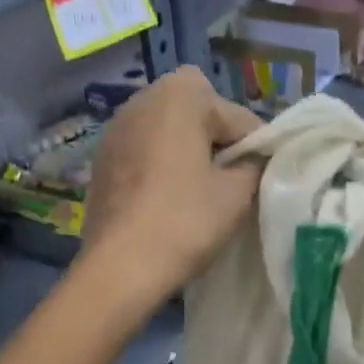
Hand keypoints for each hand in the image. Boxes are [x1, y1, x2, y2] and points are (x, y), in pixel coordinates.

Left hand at [82, 67, 263, 305]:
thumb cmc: (185, 222)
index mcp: (180, 96)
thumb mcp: (237, 194)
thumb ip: (254, 166)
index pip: (239, 117)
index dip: (257, 149)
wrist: (121, 266)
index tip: (261, 180)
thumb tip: (254, 160)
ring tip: (200, 194)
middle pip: (199, 115)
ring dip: (188, 154)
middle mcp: (143, 99)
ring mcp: (116, 129)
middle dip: (219, 144)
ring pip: (169, 133)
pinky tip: (168, 202)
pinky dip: (162, 168)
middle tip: (231, 184)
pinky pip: (145, 153)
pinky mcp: (102, 160)